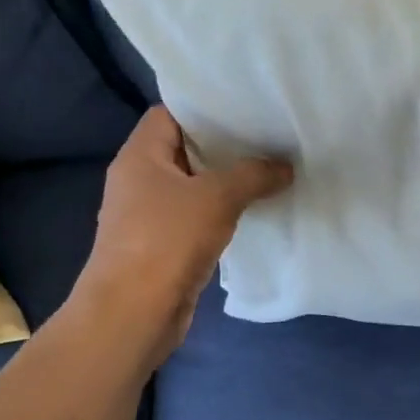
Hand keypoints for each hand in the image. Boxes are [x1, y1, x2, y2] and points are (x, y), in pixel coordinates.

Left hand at [70, 107, 291, 364]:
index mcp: (140, 156)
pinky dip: (221, 215)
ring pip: (193, 188)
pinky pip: (196, 219)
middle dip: (224, 147)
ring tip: (269, 172)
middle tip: (268, 139)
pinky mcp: (163, 246)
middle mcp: (139, 180)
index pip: (169, 114)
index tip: (245, 109)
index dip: (204, 108)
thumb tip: (284, 167)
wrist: (134, 312)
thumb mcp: (217, 198)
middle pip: (184, 150)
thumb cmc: (167, 240)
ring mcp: (149, 216)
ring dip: (226, 184)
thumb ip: (253, 175)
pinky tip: (253, 214)